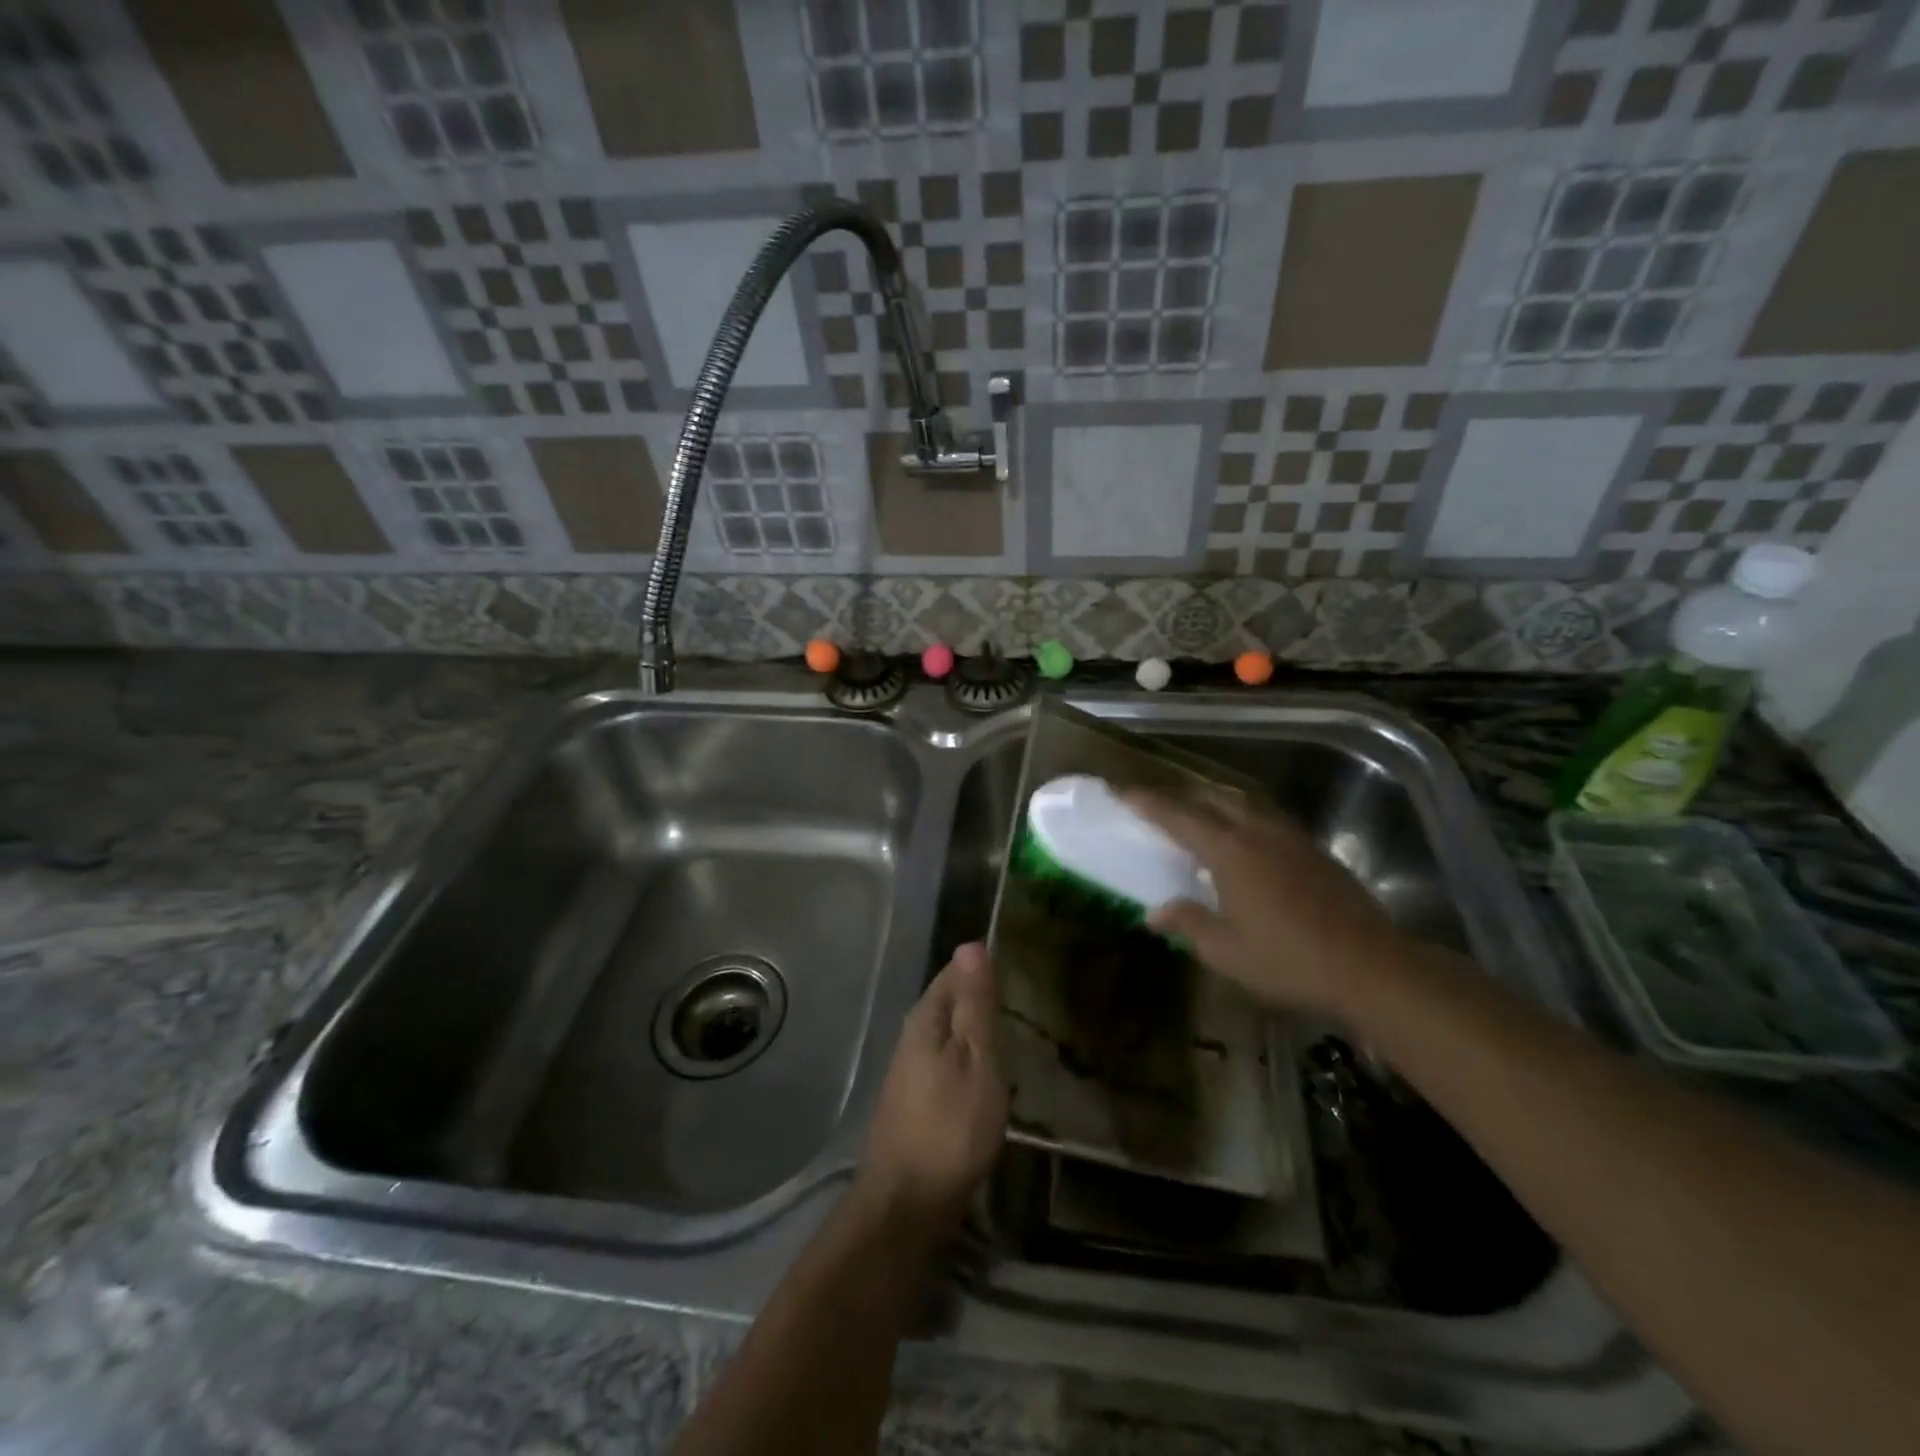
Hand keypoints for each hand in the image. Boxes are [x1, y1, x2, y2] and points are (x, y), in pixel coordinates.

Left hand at [854, 942, 1007, 1242]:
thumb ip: (974, 1005)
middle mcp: (913, 1036)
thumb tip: (970, 944)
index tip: (1017, 961)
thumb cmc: (950, 1126)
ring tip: (1014, 1028)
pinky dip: (970, 1058)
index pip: (954, 972)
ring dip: (976, 1028)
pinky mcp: (917, 1100)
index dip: (983, 965)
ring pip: (949, 1033)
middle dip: (980, 995)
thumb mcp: (975, 1060)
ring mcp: (911, 1070)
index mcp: (926, 1019)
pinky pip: (948, 1061)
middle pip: (950, 1001)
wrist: (907, 1204)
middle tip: (1024, 993)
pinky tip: (990, 1071)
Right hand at [1123, 786, 1405, 1015]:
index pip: (1178, 817)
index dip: (1148, 803)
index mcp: (1230, 851)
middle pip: (1213, 798)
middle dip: (1182, 796)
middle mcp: (1258, 832)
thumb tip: (1155, 913)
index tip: (1123, 791)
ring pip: (1245, 804)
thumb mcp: (1226, 951)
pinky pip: (1268, 819)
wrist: (1370, 966)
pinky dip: (1245, 818)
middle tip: (1160, 805)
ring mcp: (1291, 838)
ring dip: (1216, 803)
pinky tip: (1246, 841)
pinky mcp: (1314, 850)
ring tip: (1200, 817)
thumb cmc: (1288, 960)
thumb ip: (1188, 924)